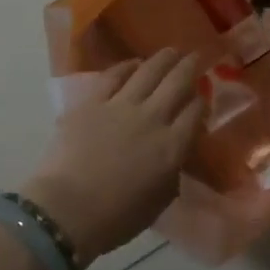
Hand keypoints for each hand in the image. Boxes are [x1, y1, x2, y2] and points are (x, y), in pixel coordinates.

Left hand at [20, 49, 202, 261]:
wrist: (67, 209)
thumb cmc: (115, 218)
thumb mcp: (159, 201)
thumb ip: (171, 173)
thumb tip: (173, 158)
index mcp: (172, 147)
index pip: (195, 113)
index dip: (201, 102)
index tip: (202, 98)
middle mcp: (152, 119)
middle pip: (177, 83)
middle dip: (190, 67)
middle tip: (196, 57)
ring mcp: (121, 106)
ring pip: (148, 72)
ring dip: (163, 59)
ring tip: (171, 51)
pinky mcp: (92, 102)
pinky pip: (114, 76)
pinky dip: (126, 66)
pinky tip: (134, 62)